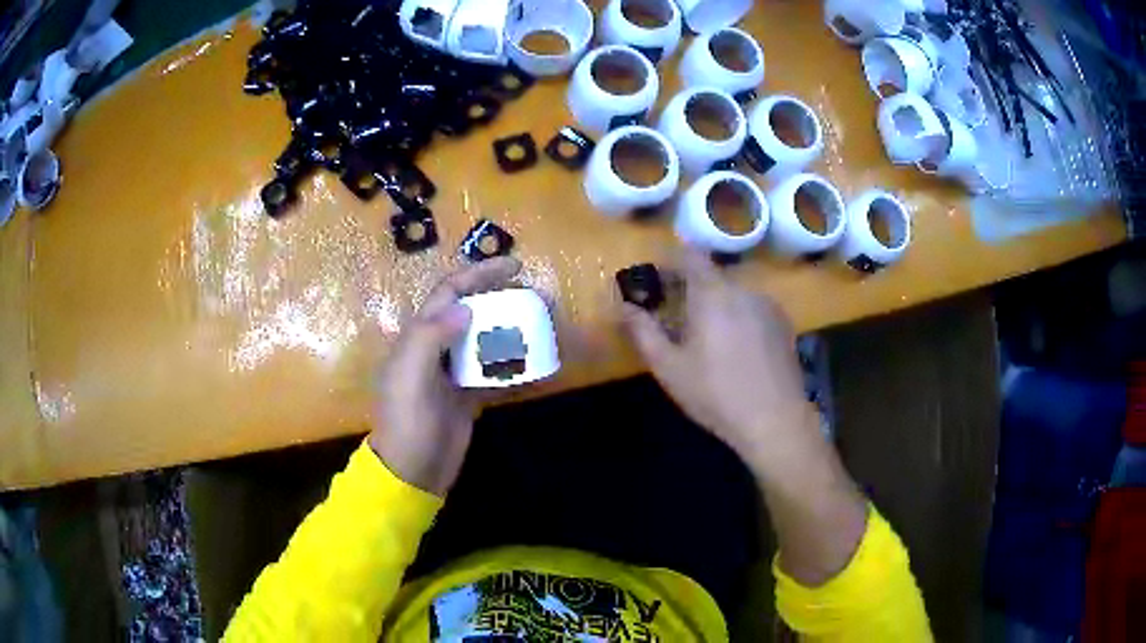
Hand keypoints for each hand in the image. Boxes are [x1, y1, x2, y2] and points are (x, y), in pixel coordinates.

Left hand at [369, 257, 520, 496]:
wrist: (412, 471)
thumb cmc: (407, 423)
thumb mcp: (410, 378)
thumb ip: (431, 338)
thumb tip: (466, 309)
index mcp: (418, 337)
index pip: (450, 293)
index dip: (479, 274)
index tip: (514, 266)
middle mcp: (437, 348)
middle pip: (472, 312)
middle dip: (502, 300)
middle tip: (537, 297)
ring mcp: (454, 373)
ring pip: (486, 341)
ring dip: (511, 331)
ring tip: (542, 325)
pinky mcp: (468, 396)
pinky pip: (494, 373)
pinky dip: (514, 367)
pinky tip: (537, 366)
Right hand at [619, 251, 820, 477]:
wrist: (775, 419)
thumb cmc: (715, 393)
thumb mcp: (669, 367)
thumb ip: (642, 331)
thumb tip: (621, 306)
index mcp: (712, 293)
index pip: (690, 255)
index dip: (670, 261)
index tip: (656, 280)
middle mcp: (743, 288)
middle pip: (711, 274)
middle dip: (690, 287)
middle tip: (674, 315)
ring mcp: (767, 305)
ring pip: (733, 292)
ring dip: (716, 303)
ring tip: (705, 336)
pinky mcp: (783, 323)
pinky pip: (753, 307)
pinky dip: (738, 315)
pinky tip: (736, 348)